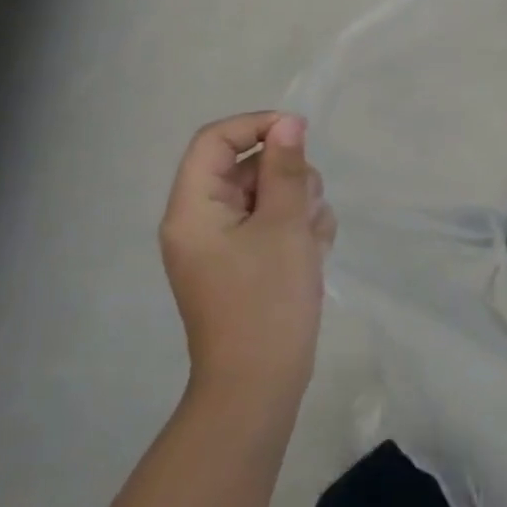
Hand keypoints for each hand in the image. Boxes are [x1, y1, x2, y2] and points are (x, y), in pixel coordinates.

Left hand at [158, 112, 335, 411]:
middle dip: (288, 177)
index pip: (215, 140)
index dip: (256, 126)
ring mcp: (224, 244)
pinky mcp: (246, 262)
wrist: (261, 384)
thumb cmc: (267, 299)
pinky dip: (298, 230)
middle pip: (247, 166)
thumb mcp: (285, 225)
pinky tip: (312, 254)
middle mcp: (202, 221)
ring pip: (268, 194)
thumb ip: (286, 169)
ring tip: (311, 240)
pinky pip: (274, 223)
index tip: (300, 134)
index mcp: (193, 209)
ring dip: (300, 205)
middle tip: (308, 207)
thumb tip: (288, 122)